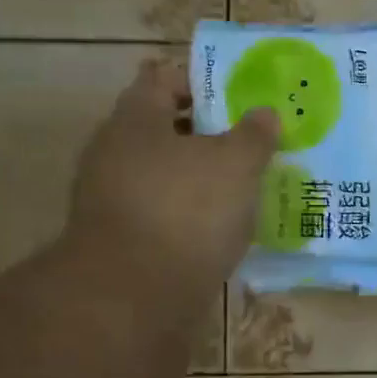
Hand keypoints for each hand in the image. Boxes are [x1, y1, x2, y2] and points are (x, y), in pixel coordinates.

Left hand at [68, 59, 278, 303]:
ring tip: (246, 185)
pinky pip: (163, 212)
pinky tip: (223, 226)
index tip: (240, 95)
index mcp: (135, 120)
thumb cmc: (186, 210)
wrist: (134, 297)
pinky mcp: (121, 240)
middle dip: (208, 133)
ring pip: (165, 174)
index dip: (202, 82)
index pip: (163, 79)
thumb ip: (254, 135)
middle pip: (165, 129)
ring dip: (201, 177)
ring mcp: (112, 199)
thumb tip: (264, 113)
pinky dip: (191, 213)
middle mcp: (115, 153)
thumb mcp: (235, 164)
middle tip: (252, 140)